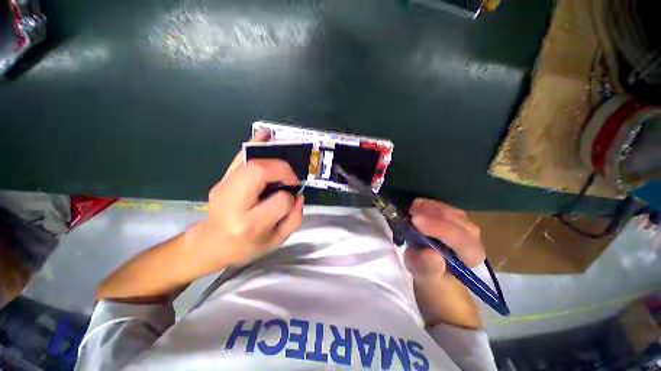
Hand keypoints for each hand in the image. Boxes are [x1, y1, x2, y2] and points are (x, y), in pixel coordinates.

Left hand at [186, 131, 303, 273]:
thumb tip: (299, 195)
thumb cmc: (246, 247)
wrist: (211, 244)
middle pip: (260, 172)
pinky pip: (238, 158)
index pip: (280, 200)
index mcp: (251, 224)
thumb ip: (294, 218)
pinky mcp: (221, 180)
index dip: (290, 197)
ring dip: (271, 155)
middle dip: (281, 169)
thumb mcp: (276, 241)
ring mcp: (224, 188)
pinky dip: (254, 145)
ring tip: (284, 154)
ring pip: (249, 161)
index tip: (291, 199)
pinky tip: (264, 137)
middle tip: (290, 178)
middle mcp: (234, 203)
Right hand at [404, 198, 484, 280]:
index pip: (461, 241)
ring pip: (453, 213)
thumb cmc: (431, 277)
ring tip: (413, 207)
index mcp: (470, 257)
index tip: (415, 221)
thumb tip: (431, 254)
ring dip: (431, 208)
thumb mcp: (425, 277)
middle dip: (434, 215)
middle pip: (459, 222)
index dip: (439, 229)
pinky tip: (417, 205)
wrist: (433, 269)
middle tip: (411, 211)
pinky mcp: (455, 219)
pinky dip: (430, 205)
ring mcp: (465, 227)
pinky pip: (446, 208)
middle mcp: (473, 240)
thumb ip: (427, 268)